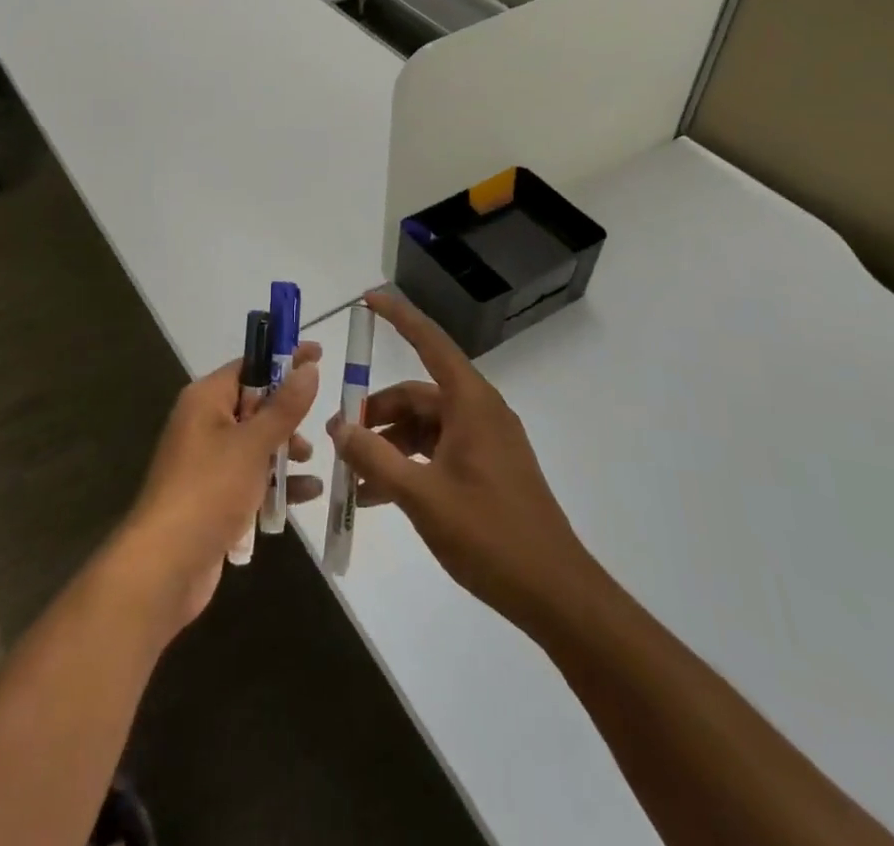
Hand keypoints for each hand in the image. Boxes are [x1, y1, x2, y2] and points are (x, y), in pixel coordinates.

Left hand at [111, 343, 322, 636]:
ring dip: (285, 451)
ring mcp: (208, 462)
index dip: (283, 359)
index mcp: (206, 399)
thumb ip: (285, 406)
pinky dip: (277, 483)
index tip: (318, 354)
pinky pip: (252, 478)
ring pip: (256, 444)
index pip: (249, 365)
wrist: (165, 565)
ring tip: (310, 461)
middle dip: (287, 414)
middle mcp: (204, 423)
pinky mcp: (215, 496)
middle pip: (254, 405)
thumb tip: (308, 366)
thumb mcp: (253, 443)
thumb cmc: (209, 489)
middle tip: (320, 421)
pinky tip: (307, 493)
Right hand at [329, 292, 589, 633]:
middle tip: (339, 436)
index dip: (399, 317)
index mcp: (471, 403)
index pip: (430, 342)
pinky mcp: (486, 469)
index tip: (367, 299)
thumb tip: (338, 427)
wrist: (555, 593)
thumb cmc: (490, 535)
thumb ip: (375, 459)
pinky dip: (408, 464)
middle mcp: (479, 412)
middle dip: (376, 412)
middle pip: (418, 394)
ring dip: (388, 445)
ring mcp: (485, 442)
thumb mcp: (422, 496)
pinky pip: (437, 451)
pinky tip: (378, 496)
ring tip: (353, 476)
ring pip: (424, 427)